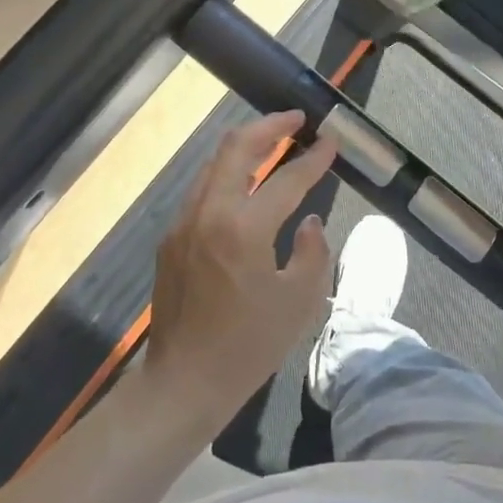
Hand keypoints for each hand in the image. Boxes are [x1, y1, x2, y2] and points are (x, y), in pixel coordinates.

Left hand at [146, 111, 336, 428]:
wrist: (182, 383)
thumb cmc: (248, 347)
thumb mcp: (299, 303)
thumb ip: (314, 252)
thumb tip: (310, 221)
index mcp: (243, 228)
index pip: (286, 178)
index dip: (313, 158)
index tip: (331, 140)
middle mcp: (209, 212)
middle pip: (236, 147)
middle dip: (269, 125)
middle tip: (296, 118)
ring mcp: (184, 221)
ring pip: (214, 162)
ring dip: (245, 145)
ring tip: (273, 140)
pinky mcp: (171, 236)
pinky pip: (203, 187)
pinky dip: (228, 171)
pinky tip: (245, 182)